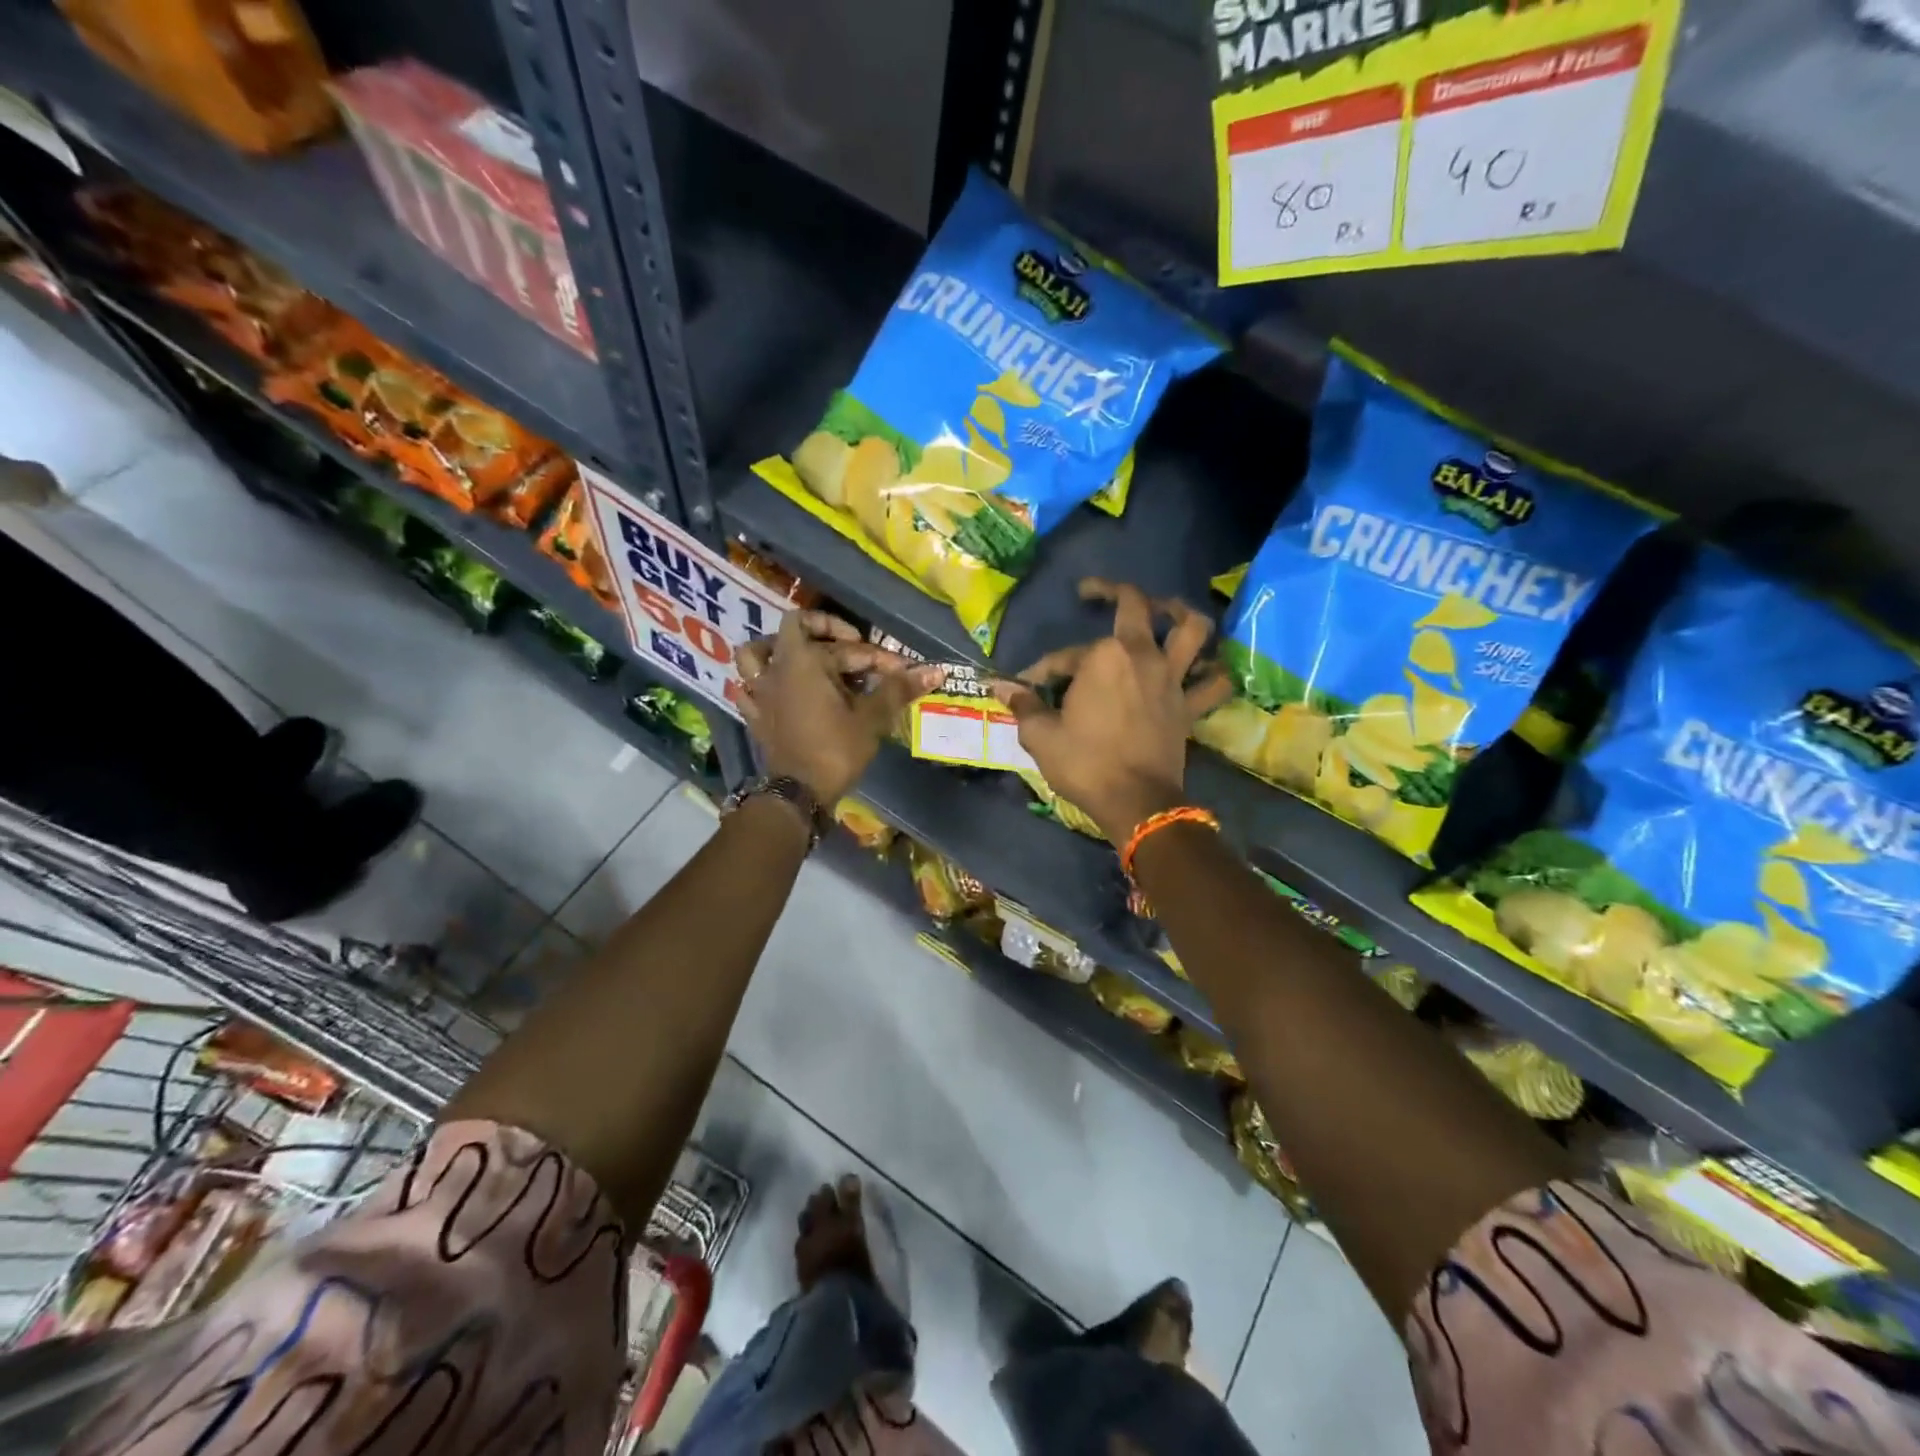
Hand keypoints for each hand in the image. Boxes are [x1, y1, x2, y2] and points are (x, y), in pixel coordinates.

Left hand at [735, 611, 942, 803]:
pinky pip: (749, 686)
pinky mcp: (755, 714)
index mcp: (803, 660)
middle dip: (832, 641)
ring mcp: (759, 691)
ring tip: (802, 658)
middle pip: (802, 636)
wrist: (798, 794)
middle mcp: (776, 668)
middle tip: (856, 659)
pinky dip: (761, 682)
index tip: (894, 670)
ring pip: (756, 652)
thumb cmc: (835, 750)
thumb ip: (898, 689)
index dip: (874, 654)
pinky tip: (779, 689)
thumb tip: (935, 671)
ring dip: (777, 649)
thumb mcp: (871, 718)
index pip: (845, 644)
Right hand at [993, 579, 1230, 844]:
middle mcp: (1142, 655)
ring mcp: (1172, 679)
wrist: (1135, 802)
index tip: (1027, 687)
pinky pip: (1213, 682)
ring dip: (1180, 612)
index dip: (1042, 670)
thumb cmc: (1084, 764)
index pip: (1064, 656)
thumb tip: (999, 685)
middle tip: (1094, 593)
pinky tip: (1203, 668)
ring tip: (1167, 609)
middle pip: (1135, 606)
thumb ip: (1023, 704)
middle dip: (1112, 591)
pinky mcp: (1190, 706)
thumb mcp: (1041, 735)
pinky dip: (1212, 672)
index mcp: (1103, 657)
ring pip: (1192, 630)